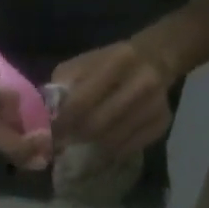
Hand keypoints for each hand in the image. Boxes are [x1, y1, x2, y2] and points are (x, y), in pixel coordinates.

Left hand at [51, 40, 173, 157]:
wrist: (157, 57)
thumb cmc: (111, 62)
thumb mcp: (85, 63)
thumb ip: (64, 86)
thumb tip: (46, 118)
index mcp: (119, 60)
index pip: (81, 102)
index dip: (61, 123)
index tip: (49, 133)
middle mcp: (142, 82)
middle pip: (96, 126)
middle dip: (75, 137)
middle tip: (64, 141)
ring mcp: (155, 105)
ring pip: (111, 141)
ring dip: (92, 144)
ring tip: (85, 138)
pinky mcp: (162, 123)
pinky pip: (127, 148)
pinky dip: (111, 150)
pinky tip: (106, 140)